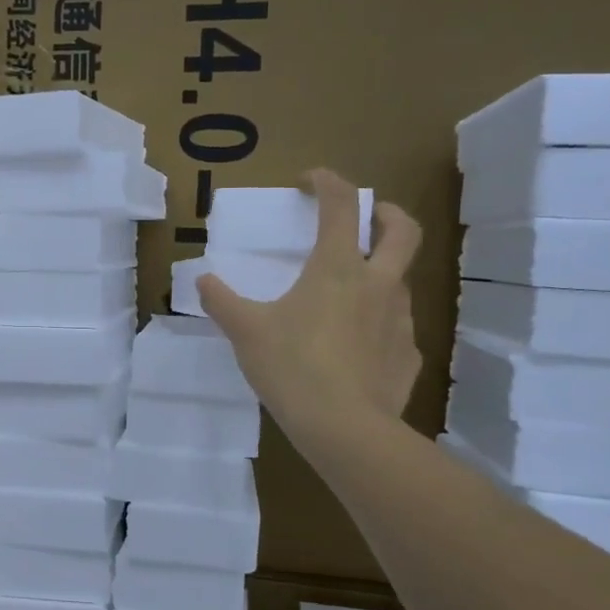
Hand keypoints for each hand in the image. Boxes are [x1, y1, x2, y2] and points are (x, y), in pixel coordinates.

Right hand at [198, 170, 423, 445]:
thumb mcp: (246, 332)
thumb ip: (222, 302)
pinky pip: (395, 329)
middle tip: (367, 216)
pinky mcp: (408, 355)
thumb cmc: (292, 367)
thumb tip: (202, 281)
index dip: (327, 182)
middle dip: (386, 212)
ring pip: (399, 281)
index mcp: (337, 267)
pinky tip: (355, 348)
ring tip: (348, 295)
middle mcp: (377, 284)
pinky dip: (378, 325)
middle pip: (401, 230)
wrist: (344, 428)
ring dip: (379, 274)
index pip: (341, 204)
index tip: (310, 180)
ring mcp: (400, 320)